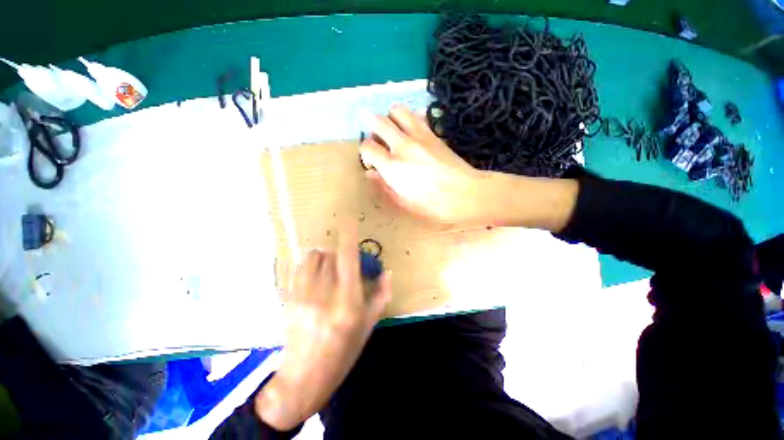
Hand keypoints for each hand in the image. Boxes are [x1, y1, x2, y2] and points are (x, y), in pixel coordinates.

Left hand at [254, 222, 391, 430]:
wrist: (303, 378)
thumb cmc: (342, 353)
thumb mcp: (368, 326)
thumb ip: (380, 295)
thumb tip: (387, 272)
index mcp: (348, 302)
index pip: (348, 259)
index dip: (348, 237)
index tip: (349, 220)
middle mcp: (325, 294)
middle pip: (330, 255)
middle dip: (339, 252)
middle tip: (345, 263)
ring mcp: (304, 295)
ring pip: (313, 257)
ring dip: (324, 256)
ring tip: (329, 266)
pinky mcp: (290, 298)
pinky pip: (299, 268)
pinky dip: (309, 263)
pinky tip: (315, 272)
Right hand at [360, 105, 493, 224]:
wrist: (467, 194)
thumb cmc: (434, 206)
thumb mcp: (404, 202)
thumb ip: (384, 186)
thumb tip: (371, 173)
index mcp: (393, 167)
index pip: (367, 147)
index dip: (365, 154)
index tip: (373, 164)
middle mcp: (403, 146)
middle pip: (377, 121)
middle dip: (372, 129)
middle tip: (379, 144)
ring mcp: (420, 136)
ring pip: (396, 110)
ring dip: (390, 119)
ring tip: (394, 134)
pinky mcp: (434, 133)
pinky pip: (417, 115)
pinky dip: (409, 119)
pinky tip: (411, 133)